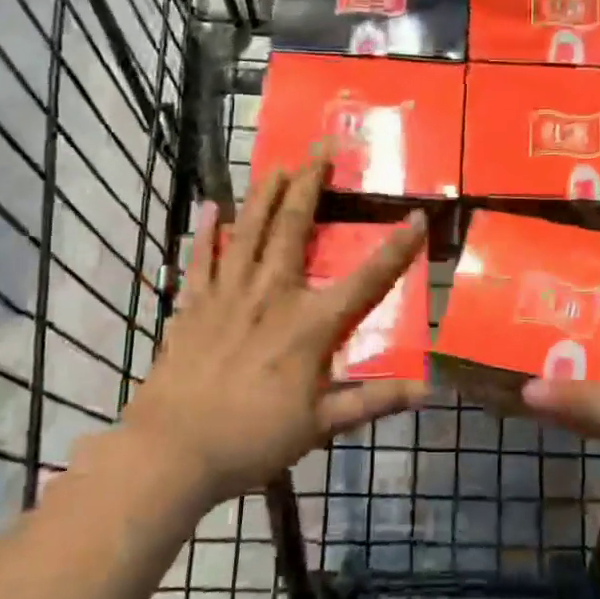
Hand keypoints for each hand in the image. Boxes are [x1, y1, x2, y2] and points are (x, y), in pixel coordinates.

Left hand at [123, 157, 428, 507]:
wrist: (172, 452)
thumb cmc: (253, 439)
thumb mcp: (321, 426)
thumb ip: (373, 401)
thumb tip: (427, 391)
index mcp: (310, 324)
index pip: (366, 279)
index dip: (396, 247)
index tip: (417, 216)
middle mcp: (272, 295)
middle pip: (293, 228)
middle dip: (311, 184)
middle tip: (322, 146)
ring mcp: (227, 295)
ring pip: (248, 231)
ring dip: (265, 193)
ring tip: (278, 163)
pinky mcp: (192, 305)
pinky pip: (200, 259)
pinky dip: (206, 232)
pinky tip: (210, 206)